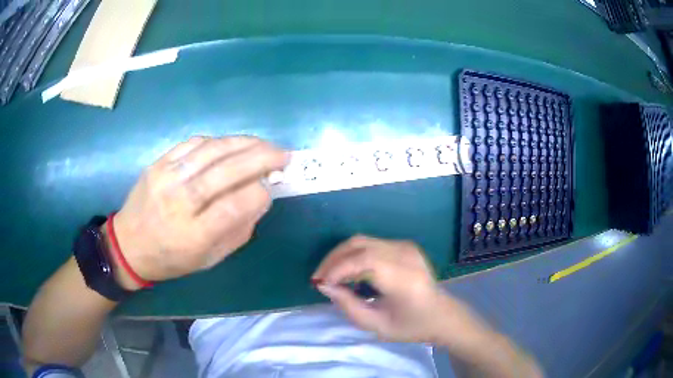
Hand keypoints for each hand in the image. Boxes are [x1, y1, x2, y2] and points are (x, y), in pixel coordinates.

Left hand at [109, 136, 287, 285]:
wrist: (129, 245)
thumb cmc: (171, 259)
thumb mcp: (210, 259)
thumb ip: (239, 229)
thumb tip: (260, 196)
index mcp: (194, 235)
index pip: (236, 204)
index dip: (261, 192)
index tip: (273, 187)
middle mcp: (180, 201)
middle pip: (227, 170)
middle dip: (262, 157)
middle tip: (283, 154)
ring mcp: (166, 177)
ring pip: (212, 150)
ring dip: (244, 143)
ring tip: (263, 144)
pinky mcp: (158, 163)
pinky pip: (193, 143)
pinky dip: (218, 141)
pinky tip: (231, 145)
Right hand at [312, 235, 469, 342]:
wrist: (441, 315)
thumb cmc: (411, 326)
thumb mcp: (376, 325)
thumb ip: (348, 305)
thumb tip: (324, 285)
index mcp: (403, 277)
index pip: (363, 260)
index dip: (337, 269)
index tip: (319, 284)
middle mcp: (405, 255)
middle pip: (359, 244)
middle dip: (333, 259)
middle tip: (318, 278)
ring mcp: (406, 247)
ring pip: (362, 240)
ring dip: (341, 255)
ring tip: (329, 275)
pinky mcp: (404, 246)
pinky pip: (371, 244)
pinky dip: (353, 255)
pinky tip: (347, 272)